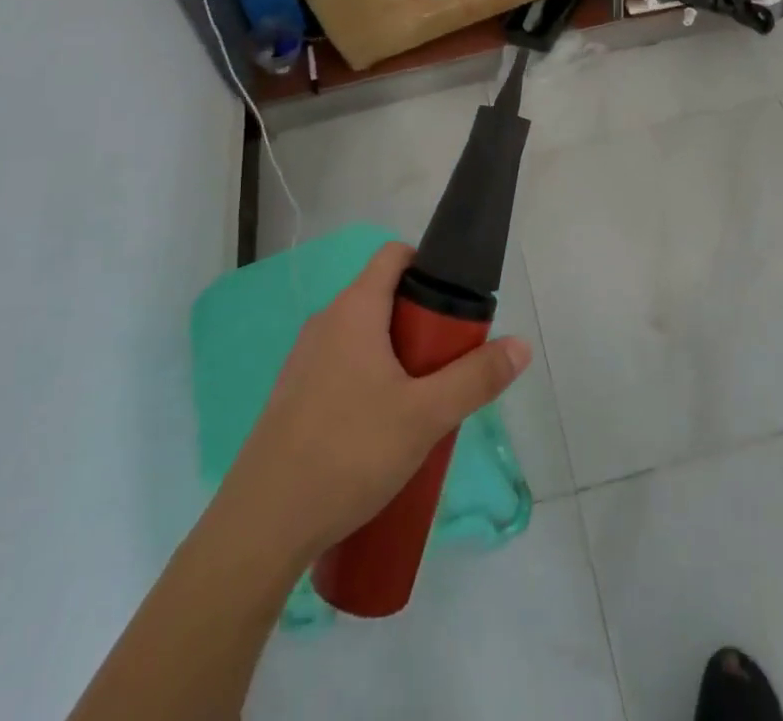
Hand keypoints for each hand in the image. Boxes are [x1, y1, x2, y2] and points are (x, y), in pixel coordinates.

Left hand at [222, 241, 531, 565]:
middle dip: (423, 325)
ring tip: (423, 404)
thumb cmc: (348, 452)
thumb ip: (476, 378)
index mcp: (354, 309)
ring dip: (399, 358)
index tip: (456, 304)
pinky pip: (344, 369)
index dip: (429, 267)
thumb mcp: (426, 416)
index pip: (395, 256)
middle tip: (449, 365)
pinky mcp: (294, 397)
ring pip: (365, 338)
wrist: (261, 527)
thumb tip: (521, 345)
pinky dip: (371, 382)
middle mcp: (326, 323)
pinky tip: (383, 434)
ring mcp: (304, 360)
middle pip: (385, 299)